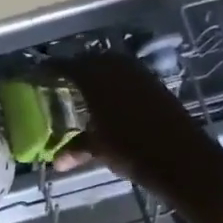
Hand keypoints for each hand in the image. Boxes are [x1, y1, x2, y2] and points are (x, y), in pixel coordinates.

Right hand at [53, 52, 222, 202]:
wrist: (183, 160)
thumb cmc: (133, 152)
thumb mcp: (99, 150)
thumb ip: (76, 149)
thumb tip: (56, 162)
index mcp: (96, 79)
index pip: (66, 66)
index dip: (50, 69)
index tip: (38, 74)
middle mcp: (116, 69)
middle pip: (89, 61)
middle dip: (74, 69)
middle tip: (61, 82)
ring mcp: (139, 75)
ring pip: (110, 65)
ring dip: (97, 73)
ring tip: (84, 89)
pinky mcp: (156, 84)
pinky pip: (128, 75)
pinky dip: (116, 82)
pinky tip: (111, 99)